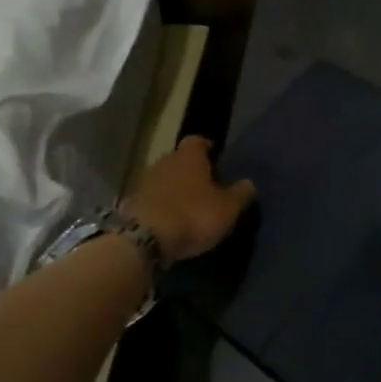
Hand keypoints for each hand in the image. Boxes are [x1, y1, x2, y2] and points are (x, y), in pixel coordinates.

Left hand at [121, 136, 255, 263]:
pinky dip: (160, 205)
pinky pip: (151, 199)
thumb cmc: (192, 215)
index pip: (197, 141)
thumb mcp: (227, 208)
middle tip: (204, 184)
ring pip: (163, 178)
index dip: (207, 147)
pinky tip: (169, 219)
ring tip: (187, 204)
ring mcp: (144, 182)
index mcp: (189, 157)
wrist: (144, 240)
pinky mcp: (131, 203)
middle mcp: (164, 162)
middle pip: (178, 159)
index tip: (215, 156)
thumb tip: (249, 183)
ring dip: (173, 188)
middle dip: (190, 169)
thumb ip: (240, 194)